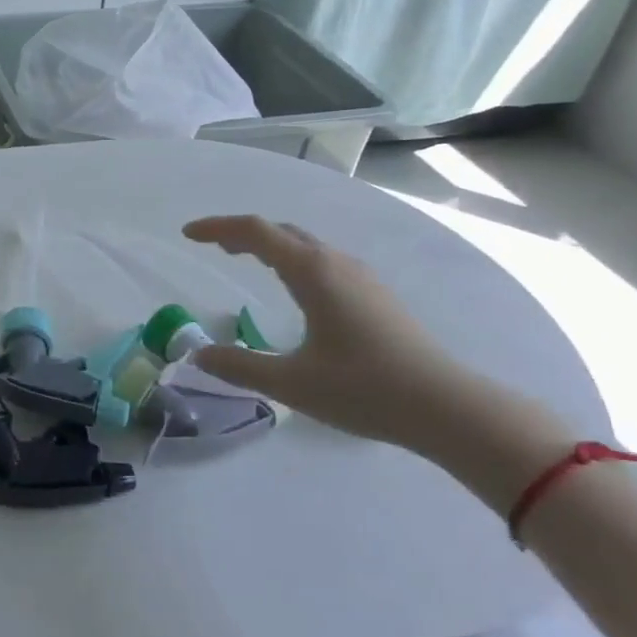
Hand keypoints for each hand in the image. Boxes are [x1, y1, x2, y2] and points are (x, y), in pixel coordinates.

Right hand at [182, 217, 573, 506]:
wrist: (449, 408)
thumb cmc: (365, 389)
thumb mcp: (291, 383)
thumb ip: (240, 366)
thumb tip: (198, 356)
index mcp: (312, 273)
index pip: (255, 232)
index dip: (217, 228)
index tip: (187, 234)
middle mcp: (336, 263)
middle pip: (280, 231)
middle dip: (241, 232)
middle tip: (212, 247)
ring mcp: (361, 277)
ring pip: (305, 244)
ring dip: (269, 244)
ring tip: (245, 260)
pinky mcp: (376, 295)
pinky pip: (322, 260)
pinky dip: (292, 259)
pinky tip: (294, 287)